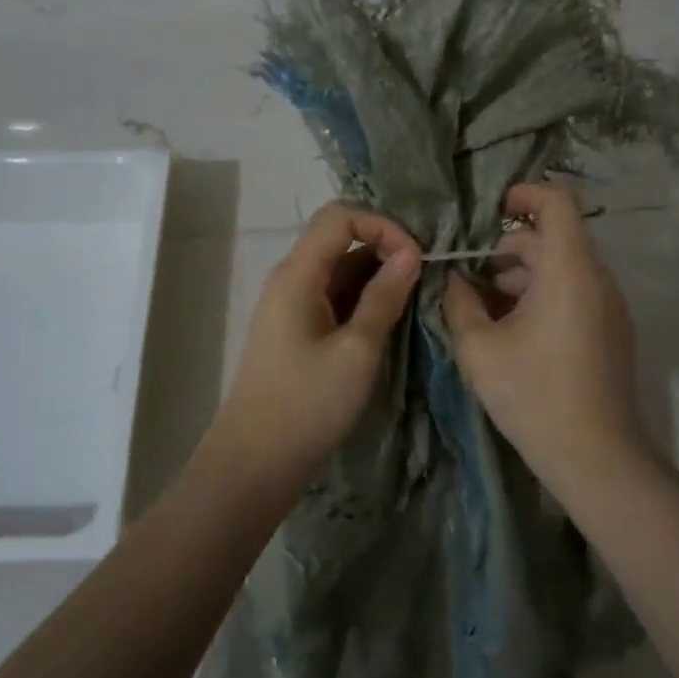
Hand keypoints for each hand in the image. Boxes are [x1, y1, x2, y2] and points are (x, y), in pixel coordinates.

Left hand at [210, 201, 420, 485]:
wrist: (256, 461)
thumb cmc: (308, 404)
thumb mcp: (357, 349)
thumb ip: (384, 296)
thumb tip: (411, 254)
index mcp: (298, 274)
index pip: (340, 216)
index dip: (382, 226)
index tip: (416, 259)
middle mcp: (291, 279)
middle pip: (340, 239)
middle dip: (385, 249)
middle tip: (423, 280)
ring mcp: (292, 305)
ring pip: (340, 270)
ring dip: (377, 278)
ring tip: (412, 304)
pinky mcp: (297, 330)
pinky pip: (334, 297)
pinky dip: (363, 300)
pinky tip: (387, 323)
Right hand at [443, 183, 648, 477]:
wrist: (595, 455)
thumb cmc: (533, 394)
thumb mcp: (479, 348)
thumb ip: (459, 303)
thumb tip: (453, 279)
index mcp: (569, 269)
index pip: (557, 201)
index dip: (524, 193)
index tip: (490, 211)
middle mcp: (597, 278)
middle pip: (555, 237)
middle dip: (510, 247)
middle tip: (471, 275)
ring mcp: (610, 306)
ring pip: (564, 268)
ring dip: (524, 275)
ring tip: (484, 306)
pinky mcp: (612, 331)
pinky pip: (576, 293)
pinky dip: (544, 295)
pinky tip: (513, 331)